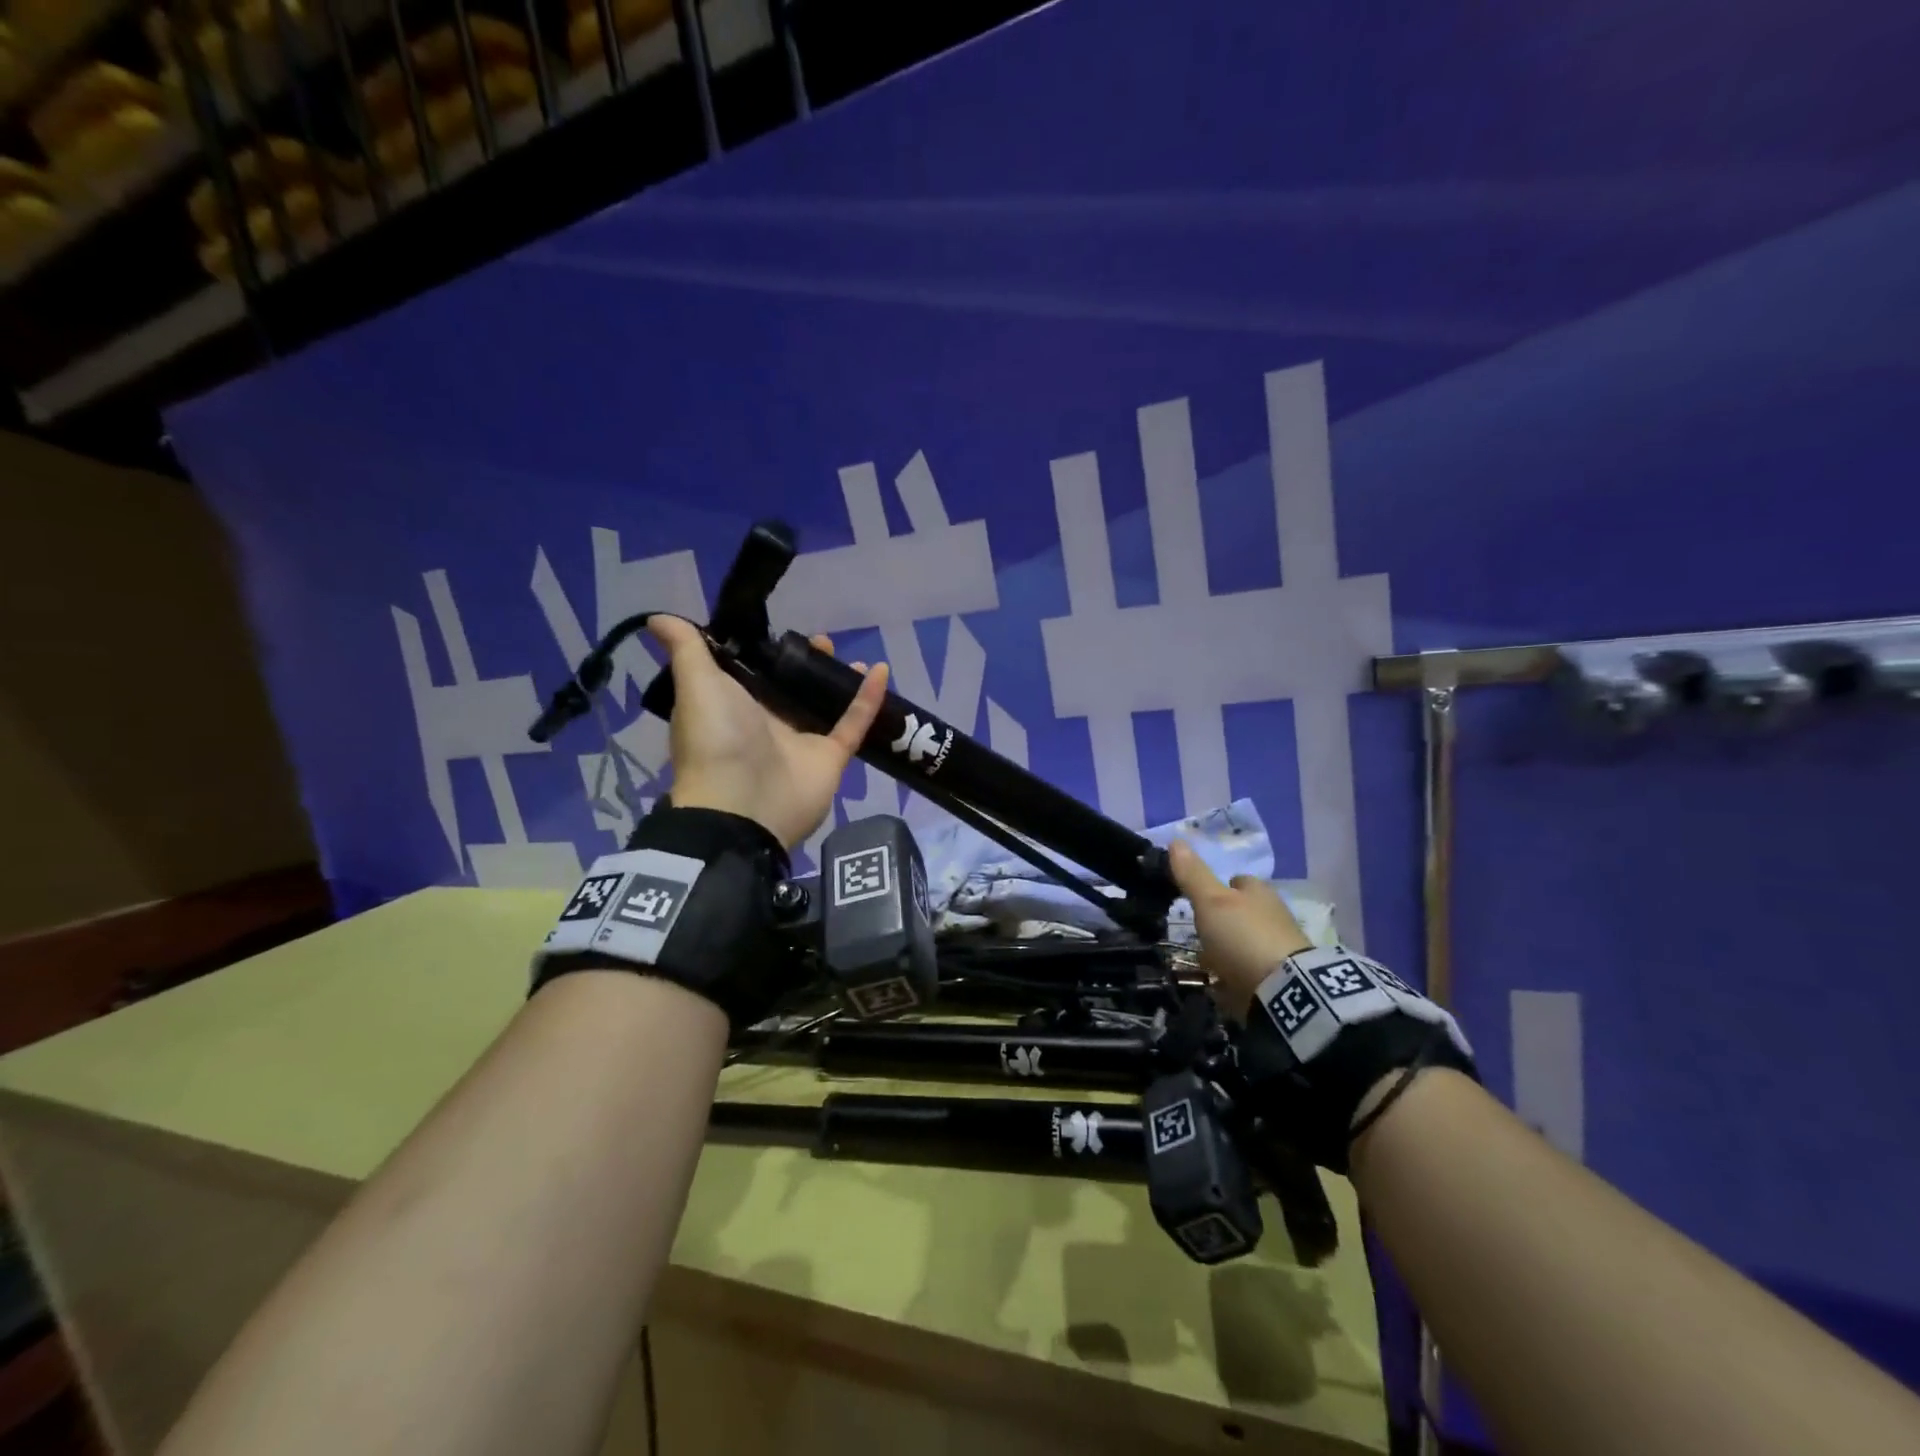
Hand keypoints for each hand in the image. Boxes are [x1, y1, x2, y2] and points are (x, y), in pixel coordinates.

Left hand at [646, 616, 888, 847]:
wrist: (743, 805)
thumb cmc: (716, 738)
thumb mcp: (696, 685)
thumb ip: (687, 649)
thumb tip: (657, 618)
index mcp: (731, 707)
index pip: (751, 674)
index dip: (766, 652)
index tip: (781, 631)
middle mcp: (765, 723)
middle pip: (790, 688)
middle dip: (805, 664)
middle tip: (821, 641)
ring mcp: (800, 742)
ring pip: (823, 705)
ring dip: (836, 680)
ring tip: (846, 656)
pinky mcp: (830, 757)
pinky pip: (853, 723)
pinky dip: (868, 699)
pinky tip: (880, 670)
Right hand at [1167, 839, 1311, 1016]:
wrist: (1284, 992)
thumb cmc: (1244, 936)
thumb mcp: (1211, 901)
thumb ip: (1193, 874)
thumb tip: (1175, 839)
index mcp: (1259, 892)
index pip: (1239, 881)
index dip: (1220, 886)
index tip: (1199, 897)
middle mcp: (1272, 916)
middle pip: (1242, 913)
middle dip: (1223, 921)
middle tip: (1198, 931)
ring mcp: (1278, 949)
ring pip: (1245, 942)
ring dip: (1228, 949)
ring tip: (1203, 960)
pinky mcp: (1279, 980)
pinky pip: (1250, 972)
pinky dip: (1236, 975)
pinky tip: (1220, 982)